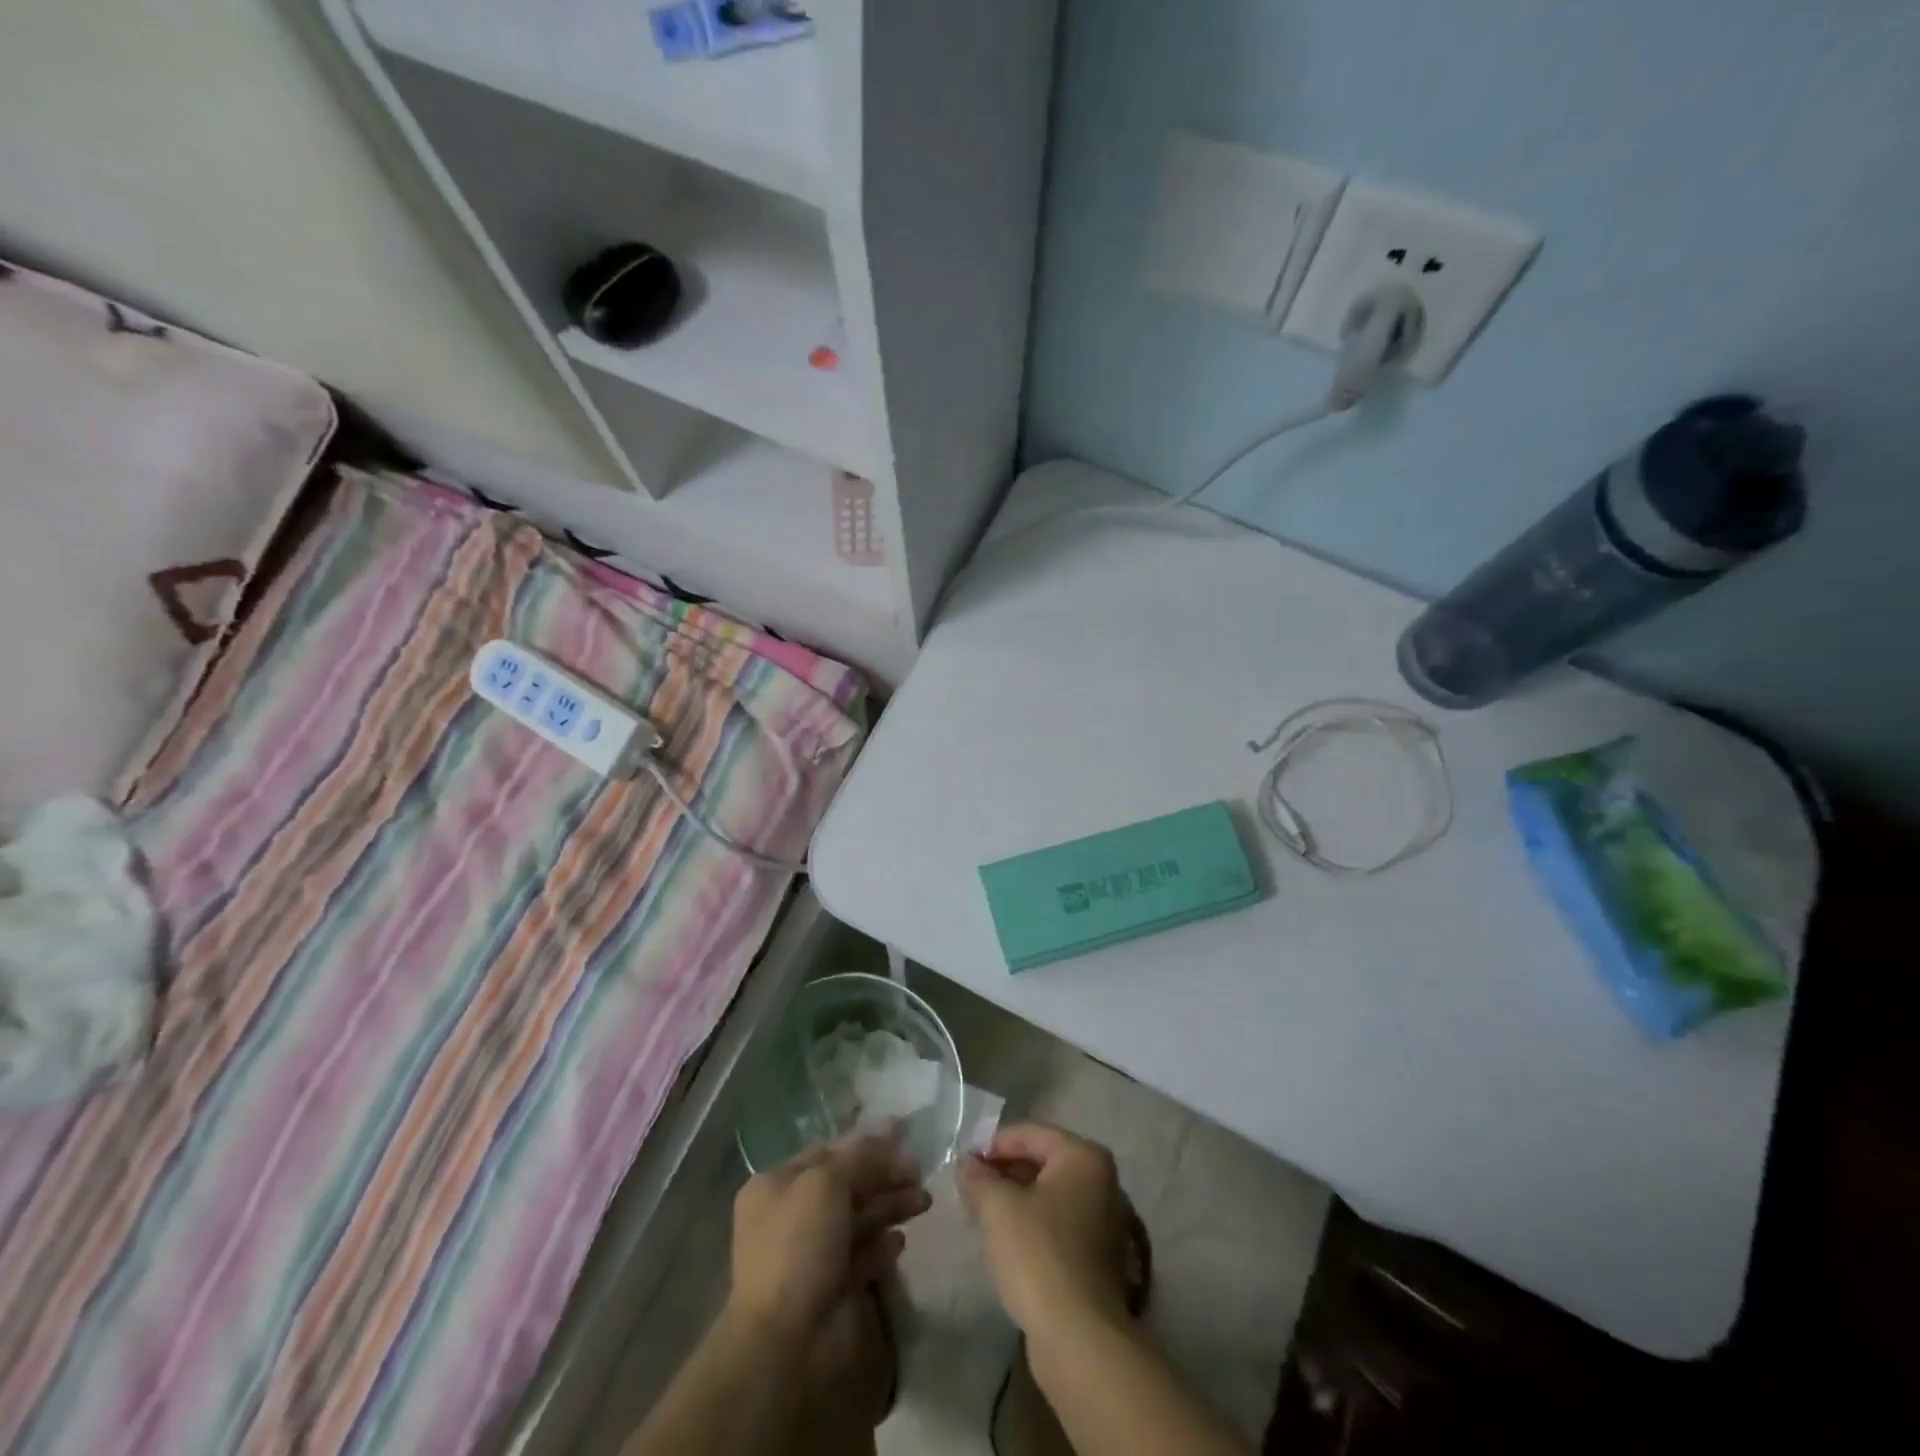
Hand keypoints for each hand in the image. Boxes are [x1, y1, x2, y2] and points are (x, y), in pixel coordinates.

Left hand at [728, 1131, 930, 1339]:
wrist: (790, 1343)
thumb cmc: (800, 1246)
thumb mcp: (827, 1183)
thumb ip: (862, 1155)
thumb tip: (893, 1128)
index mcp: (776, 1185)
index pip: (827, 1151)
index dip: (866, 1142)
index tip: (905, 1136)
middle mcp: (792, 1215)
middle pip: (847, 1183)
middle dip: (884, 1175)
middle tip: (920, 1173)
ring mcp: (813, 1253)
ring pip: (859, 1217)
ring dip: (891, 1205)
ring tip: (923, 1202)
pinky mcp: (835, 1287)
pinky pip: (865, 1254)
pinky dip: (883, 1244)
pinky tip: (900, 1242)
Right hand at [956, 1123, 1134, 1338]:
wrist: (1080, 1338)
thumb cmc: (1038, 1255)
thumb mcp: (997, 1208)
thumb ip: (978, 1178)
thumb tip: (966, 1162)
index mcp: (1084, 1156)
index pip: (1030, 1133)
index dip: (993, 1144)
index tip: (965, 1162)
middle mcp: (1102, 1180)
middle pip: (1043, 1161)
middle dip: (1005, 1172)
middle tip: (971, 1188)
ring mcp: (1105, 1220)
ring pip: (1050, 1195)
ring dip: (1016, 1200)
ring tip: (983, 1214)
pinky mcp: (1100, 1257)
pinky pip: (1059, 1224)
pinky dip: (1033, 1225)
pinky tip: (1008, 1243)